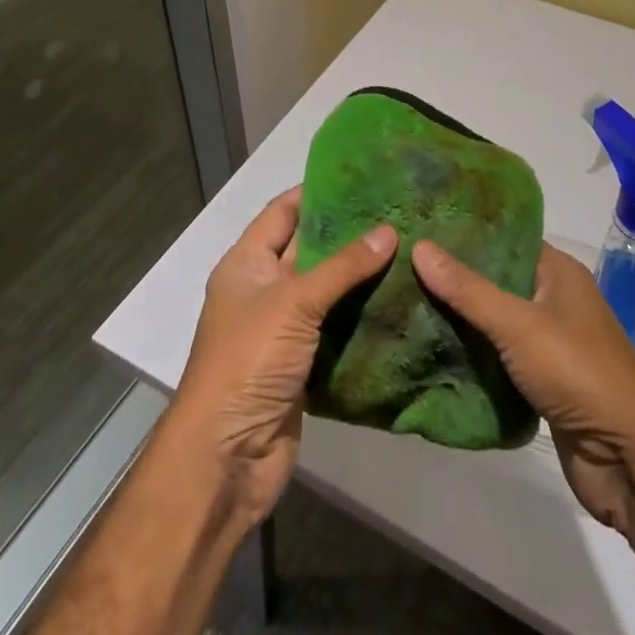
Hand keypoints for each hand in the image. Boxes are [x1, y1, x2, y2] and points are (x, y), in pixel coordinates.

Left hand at [169, 187, 397, 528]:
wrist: (226, 459)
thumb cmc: (248, 362)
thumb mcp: (293, 303)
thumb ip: (342, 267)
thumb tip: (389, 230)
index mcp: (246, 264)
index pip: (283, 212)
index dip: (317, 192)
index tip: (361, 176)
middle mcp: (263, 290)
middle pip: (308, 249)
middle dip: (347, 232)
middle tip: (396, 209)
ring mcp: (283, 329)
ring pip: (327, 289)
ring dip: (360, 274)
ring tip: (408, 246)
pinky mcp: (303, 363)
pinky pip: (336, 327)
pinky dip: (362, 313)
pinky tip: (399, 297)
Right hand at [412, 240, 634, 532]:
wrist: (628, 458)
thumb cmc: (578, 371)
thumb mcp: (518, 324)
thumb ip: (468, 290)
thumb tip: (419, 246)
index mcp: (558, 272)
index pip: (505, 239)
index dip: (466, 234)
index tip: (421, 227)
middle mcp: (554, 299)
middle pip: (496, 280)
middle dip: (455, 278)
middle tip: (402, 265)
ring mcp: (549, 343)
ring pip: (495, 322)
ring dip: (460, 319)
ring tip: (406, 302)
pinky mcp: (541, 382)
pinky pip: (499, 358)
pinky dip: (472, 355)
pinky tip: (432, 348)